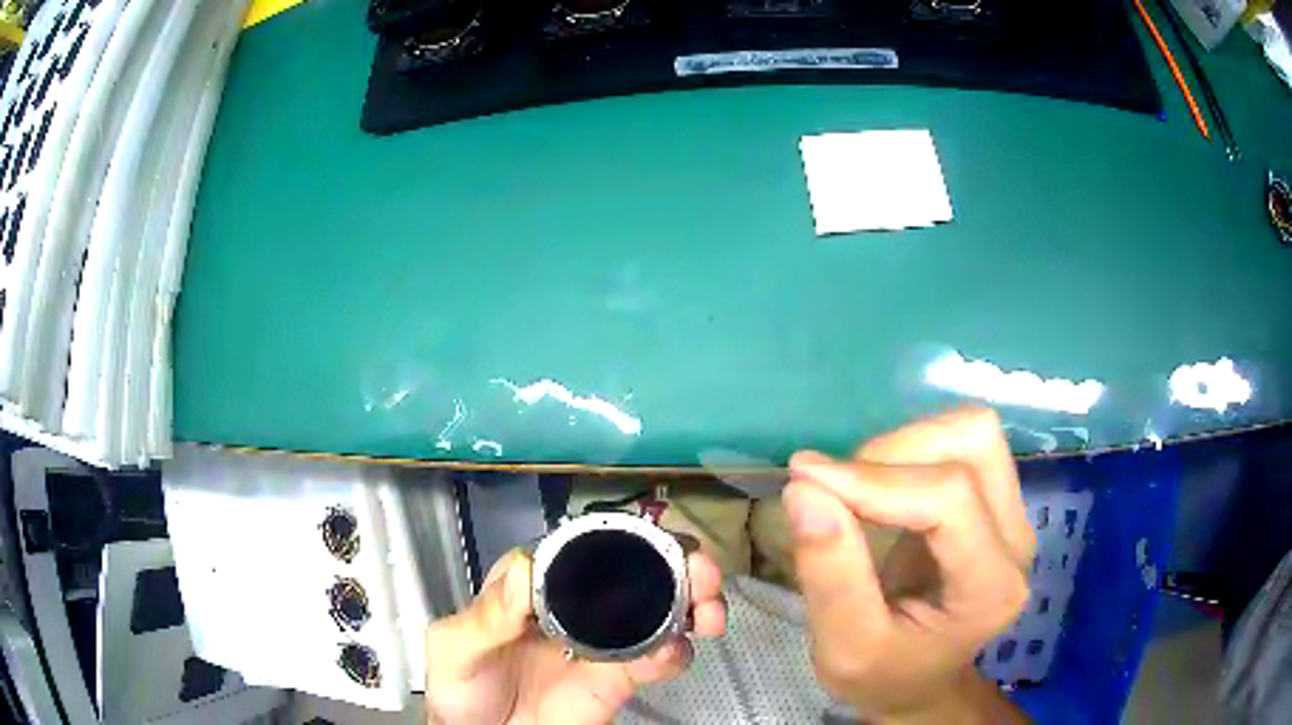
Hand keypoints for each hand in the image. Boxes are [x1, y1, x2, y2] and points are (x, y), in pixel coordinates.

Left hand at [424, 548, 726, 724]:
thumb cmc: (460, 686)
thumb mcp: (455, 646)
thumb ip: (486, 615)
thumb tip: (523, 568)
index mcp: (535, 581)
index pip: (582, 546)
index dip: (623, 537)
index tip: (654, 540)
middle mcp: (577, 602)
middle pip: (636, 569)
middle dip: (677, 562)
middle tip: (700, 571)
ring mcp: (605, 640)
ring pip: (661, 608)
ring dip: (694, 601)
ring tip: (707, 611)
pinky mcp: (622, 676)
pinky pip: (660, 658)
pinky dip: (677, 651)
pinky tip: (674, 653)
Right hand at [784, 407, 1034, 723]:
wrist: (919, 681)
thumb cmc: (883, 674)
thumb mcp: (842, 648)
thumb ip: (829, 575)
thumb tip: (804, 488)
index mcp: (990, 588)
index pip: (949, 499)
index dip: (874, 480)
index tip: (803, 479)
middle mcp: (1015, 540)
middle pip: (973, 444)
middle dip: (892, 454)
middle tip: (834, 491)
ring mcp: (1013, 514)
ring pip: (972, 431)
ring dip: (904, 445)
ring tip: (858, 488)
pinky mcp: (998, 499)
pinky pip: (962, 443)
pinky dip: (912, 451)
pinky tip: (882, 488)